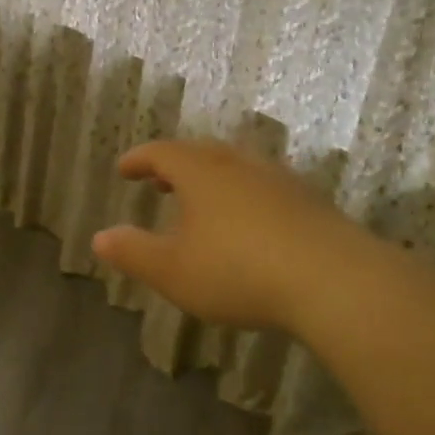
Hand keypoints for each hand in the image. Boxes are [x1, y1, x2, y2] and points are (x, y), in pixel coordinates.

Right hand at [91, 139, 371, 332]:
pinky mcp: (310, 204)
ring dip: (213, 179)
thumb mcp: (173, 270)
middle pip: (202, 153)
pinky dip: (244, 197)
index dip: (140, 159)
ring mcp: (280, 182)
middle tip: (160, 180)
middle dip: (176, 164)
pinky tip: (249, 224)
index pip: (162, 153)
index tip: (124, 169)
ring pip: (237, 168)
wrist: (334, 281)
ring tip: (202, 201)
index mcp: (202, 173)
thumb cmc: (239, 271)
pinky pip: (265, 188)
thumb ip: (133, 252)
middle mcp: (240, 166)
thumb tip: (99, 238)